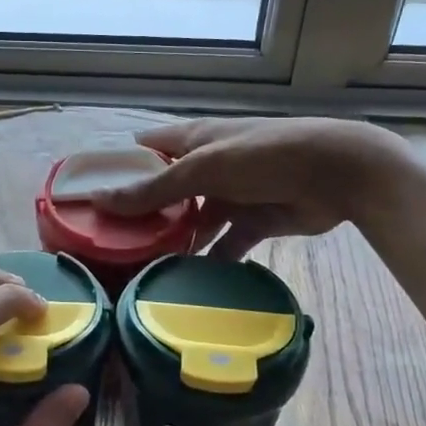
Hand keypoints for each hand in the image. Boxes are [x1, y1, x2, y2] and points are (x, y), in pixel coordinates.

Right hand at [99, 117, 411, 259]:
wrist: (338, 173)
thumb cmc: (264, 156)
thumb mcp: (203, 168)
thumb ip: (154, 188)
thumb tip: (100, 200)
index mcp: (192, 140)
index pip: (144, 151)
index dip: (117, 170)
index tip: (87, 199)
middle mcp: (207, 166)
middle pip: (165, 192)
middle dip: (142, 216)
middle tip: (110, 247)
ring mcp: (231, 195)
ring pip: (193, 222)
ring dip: (175, 243)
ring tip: (144, 272)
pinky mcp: (254, 221)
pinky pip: (225, 245)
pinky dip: (211, 261)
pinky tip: (190, 284)